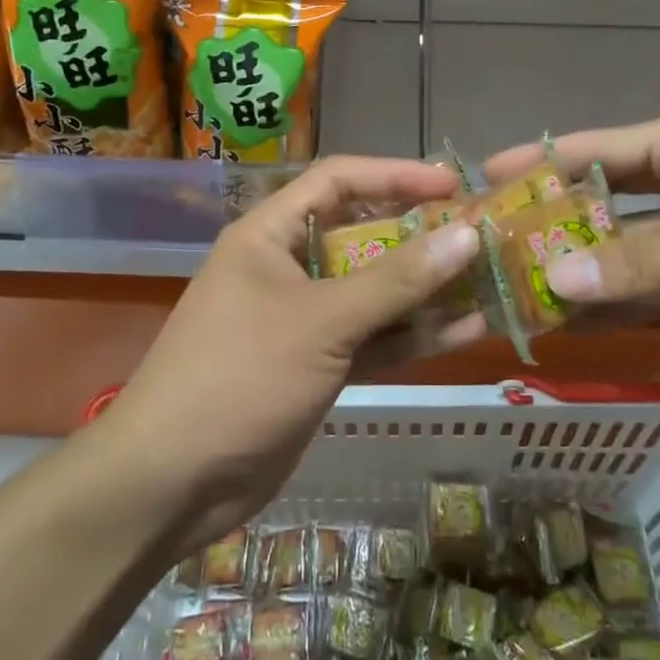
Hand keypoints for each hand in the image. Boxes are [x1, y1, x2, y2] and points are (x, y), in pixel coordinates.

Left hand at [100, 157, 483, 552]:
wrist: (171, 484)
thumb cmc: (240, 376)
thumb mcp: (322, 320)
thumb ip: (396, 280)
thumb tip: (466, 234)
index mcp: (270, 234)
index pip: (338, 180)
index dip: (395, 175)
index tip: (453, 184)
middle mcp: (287, 266)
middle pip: (362, 234)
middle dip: (419, 235)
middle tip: (480, 235)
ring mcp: (303, 318)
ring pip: (374, 291)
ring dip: (425, 289)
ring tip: (488, 281)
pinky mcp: (316, 365)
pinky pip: (373, 338)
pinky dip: (413, 335)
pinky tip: (466, 331)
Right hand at [486, 109, 659, 376]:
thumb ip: (646, 259)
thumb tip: (557, 283)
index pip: (601, 148)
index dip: (542, 161)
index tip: (483, 175)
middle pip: (609, 204)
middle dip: (557, 226)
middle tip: (492, 249)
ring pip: (631, 255)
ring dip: (587, 274)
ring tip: (520, 293)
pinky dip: (625, 308)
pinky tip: (577, 325)